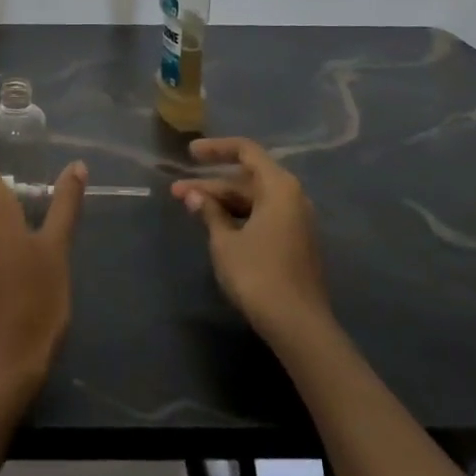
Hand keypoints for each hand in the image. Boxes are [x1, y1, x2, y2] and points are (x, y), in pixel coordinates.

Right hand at [171, 138, 332, 346]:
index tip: (189, 154)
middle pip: (247, 179)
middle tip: (177, 193)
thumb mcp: (225, 241)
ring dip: (222, 202)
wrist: (298, 326)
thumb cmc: (258, 274)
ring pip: (253, 200)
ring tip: (190, 208)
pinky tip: (215, 225)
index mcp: (279, 187)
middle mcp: (292, 197)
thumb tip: (194, 196)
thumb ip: (210, 212)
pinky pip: (262, 216)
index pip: (246, 151)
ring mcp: (296, 221)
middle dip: (211, 184)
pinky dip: (237, 216)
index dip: (216, 149)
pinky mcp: (294, 243)